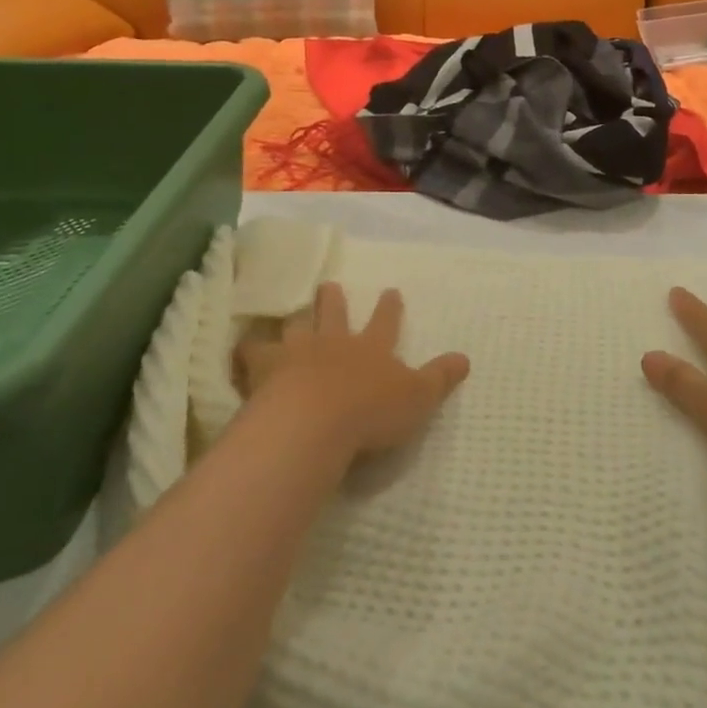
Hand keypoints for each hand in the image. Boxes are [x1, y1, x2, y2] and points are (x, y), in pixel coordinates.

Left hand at [235, 283, 469, 461]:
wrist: (315, 422)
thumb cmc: (371, 412)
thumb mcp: (418, 398)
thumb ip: (440, 378)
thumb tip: (465, 358)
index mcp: (372, 347)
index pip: (386, 322)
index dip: (390, 307)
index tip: (391, 291)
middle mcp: (335, 342)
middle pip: (334, 313)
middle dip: (334, 299)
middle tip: (330, 285)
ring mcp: (297, 352)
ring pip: (295, 327)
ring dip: (294, 320)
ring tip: (287, 314)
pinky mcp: (264, 369)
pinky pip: (252, 354)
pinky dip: (248, 351)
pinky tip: (241, 349)